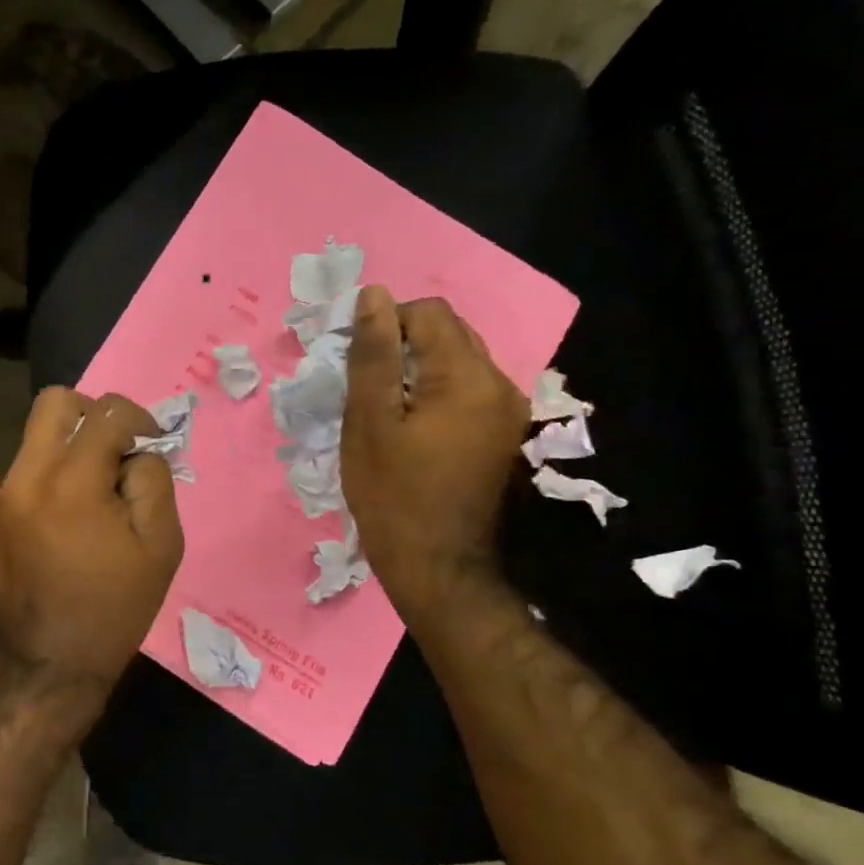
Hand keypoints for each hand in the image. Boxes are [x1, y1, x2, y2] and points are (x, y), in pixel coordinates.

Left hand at [0, 388, 184, 701]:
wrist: (50, 662)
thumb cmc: (115, 606)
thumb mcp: (161, 544)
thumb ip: (152, 479)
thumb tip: (137, 450)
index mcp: (72, 482)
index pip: (106, 411)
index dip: (139, 419)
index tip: (151, 445)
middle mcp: (27, 476)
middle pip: (55, 402)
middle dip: (93, 414)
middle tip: (115, 452)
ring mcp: (2, 494)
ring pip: (37, 436)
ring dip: (71, 447)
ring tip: (94, 493)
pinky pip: (25, 471)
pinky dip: (51, 476)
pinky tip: (66, 520)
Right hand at [341, 288, 527, 626]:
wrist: (438, 569)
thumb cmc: (392, 495)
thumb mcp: (370, 421)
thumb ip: (374, 355)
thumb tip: (374, 295)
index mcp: (467, 378)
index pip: (429, 313)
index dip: (385, 323)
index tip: (354, 360)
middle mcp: (501, 385)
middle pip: (449, 334)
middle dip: (403, 345)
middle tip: (365, 383)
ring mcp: (509, 413)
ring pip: (459, 364)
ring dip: (419, 371)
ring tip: (384, 408)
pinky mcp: (504, 437)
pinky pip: (468, 393)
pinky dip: (436, 394)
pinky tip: (411, 428)